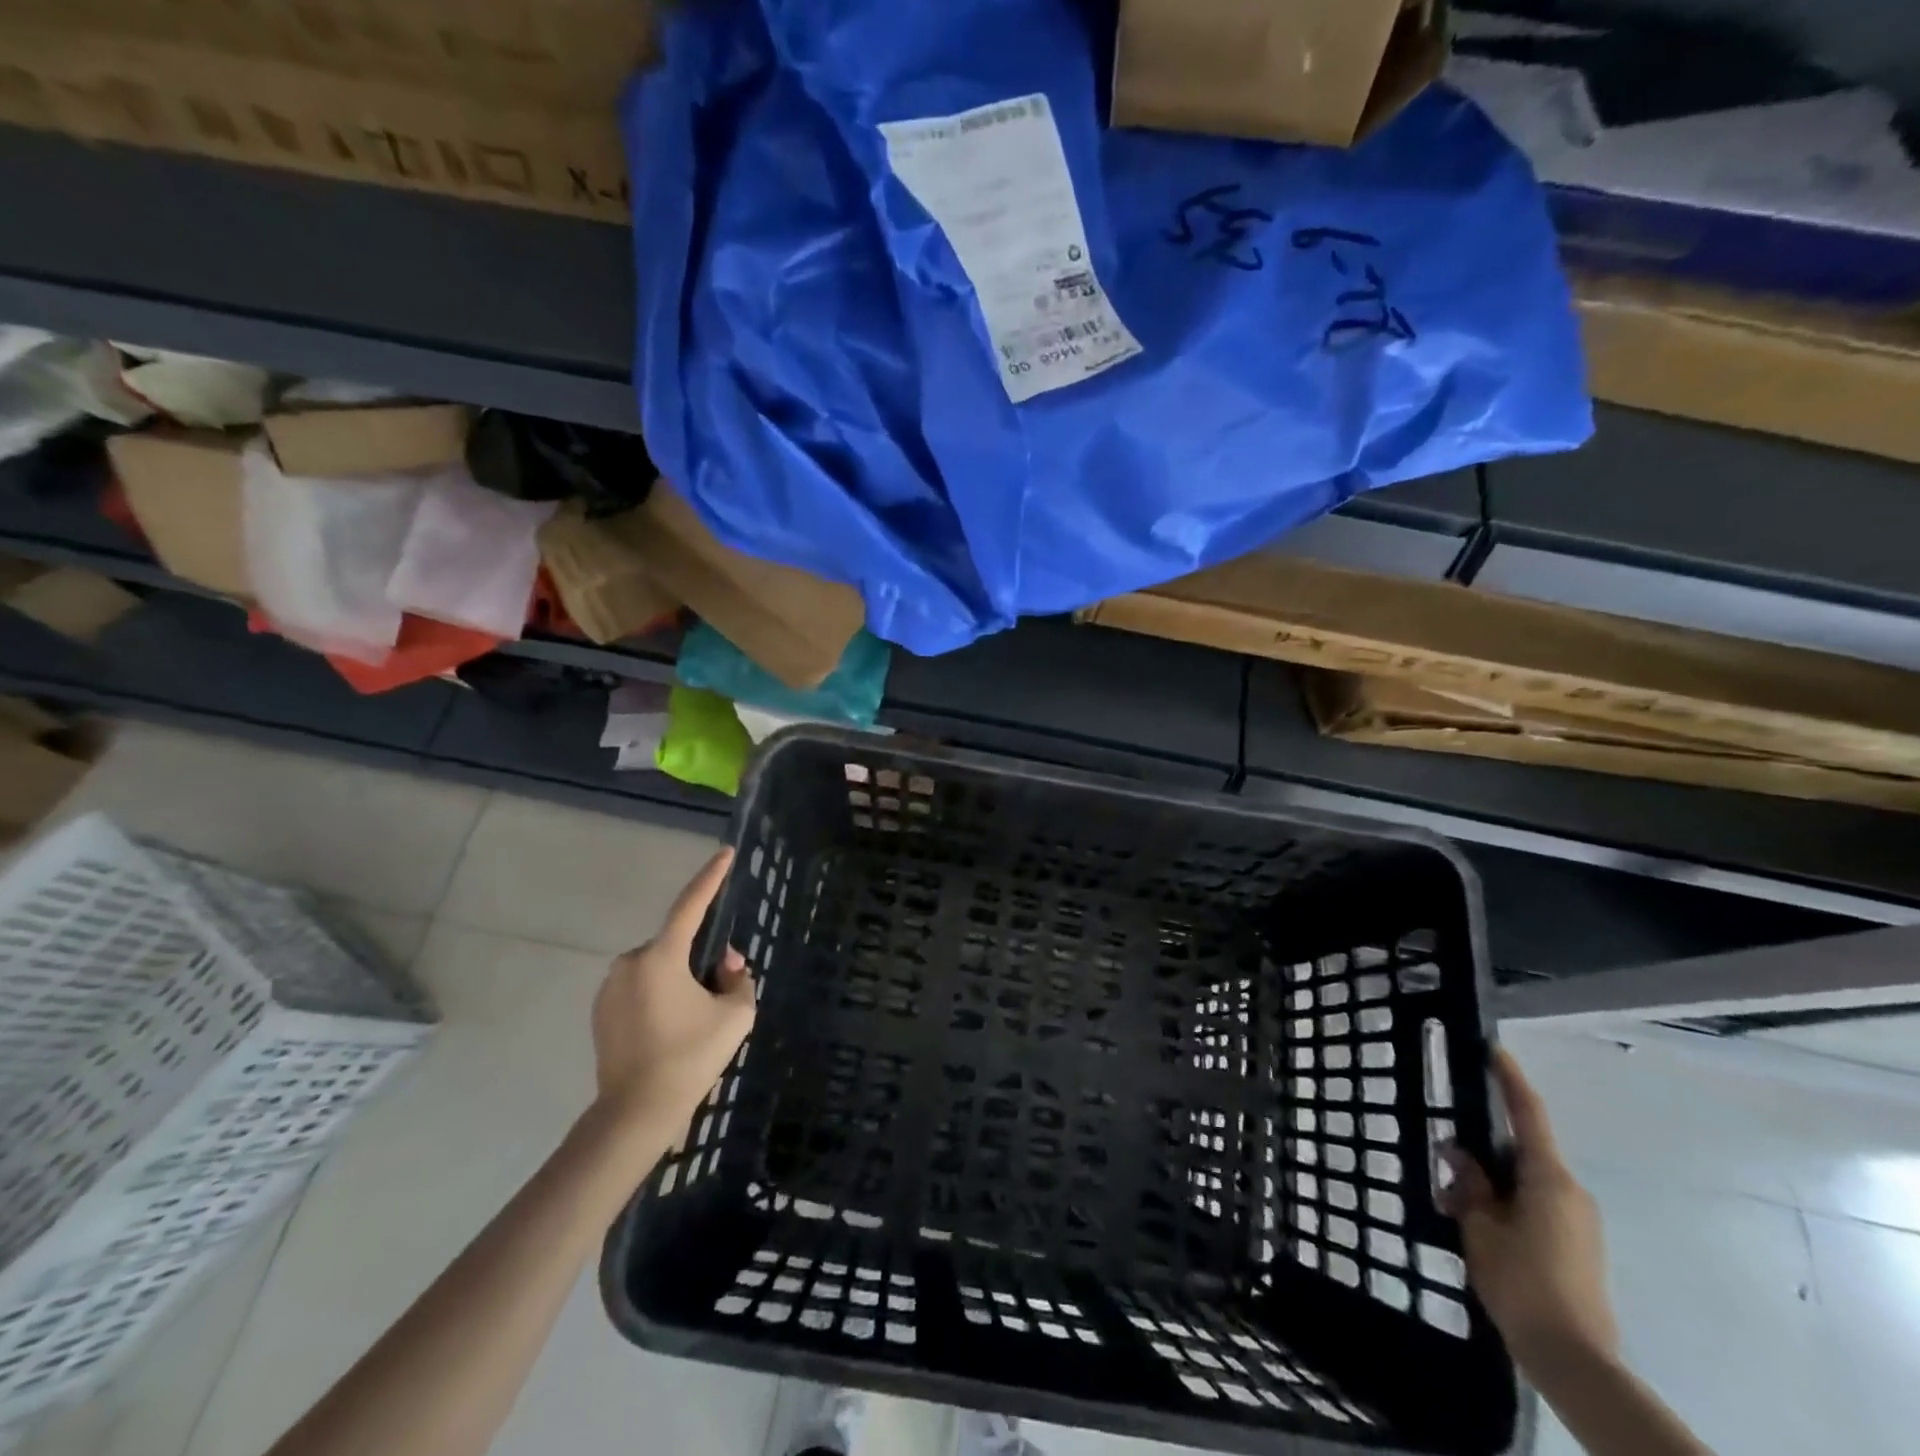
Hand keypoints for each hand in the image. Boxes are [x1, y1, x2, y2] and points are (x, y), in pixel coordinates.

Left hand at [590, 848, 755, 1126]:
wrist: (635, 1113)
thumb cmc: (690, 1058)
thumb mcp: (735, 1016)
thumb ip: (739, 978)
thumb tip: (726, 963)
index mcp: (661, 957)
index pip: (691, 905)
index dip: (711, 877)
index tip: (725, 853)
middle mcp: (630, 962)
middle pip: (676, 944)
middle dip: (699, 958)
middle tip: (718, 992)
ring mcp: (610, 987)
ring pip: (658, 967)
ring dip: (678, 979)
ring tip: (692, 1021)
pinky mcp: (600, 1010)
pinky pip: (640, 987)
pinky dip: (659, 996)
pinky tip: (669, 1031)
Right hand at [1445, 1049, 1618, 1371]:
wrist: (1573, 1359)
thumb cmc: (1522, 1281)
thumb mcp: (1479, 1226)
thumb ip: (1469, 1183)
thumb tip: (1460, 1153)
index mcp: (1548, 1178)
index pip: (1527, 1114)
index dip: (1510, 1078)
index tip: (1494, 1048)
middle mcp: (1570, 1191)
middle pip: (1523, 1149)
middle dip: (1484, 1144)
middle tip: (1445, 1146)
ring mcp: (1578, 1221)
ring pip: (1526, 1180)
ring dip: (1492, 1179)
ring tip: (1453, 1194)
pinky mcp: (1577, 1246)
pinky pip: (1535, 1205)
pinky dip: (1505, 1202)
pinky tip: (1477, 1223)